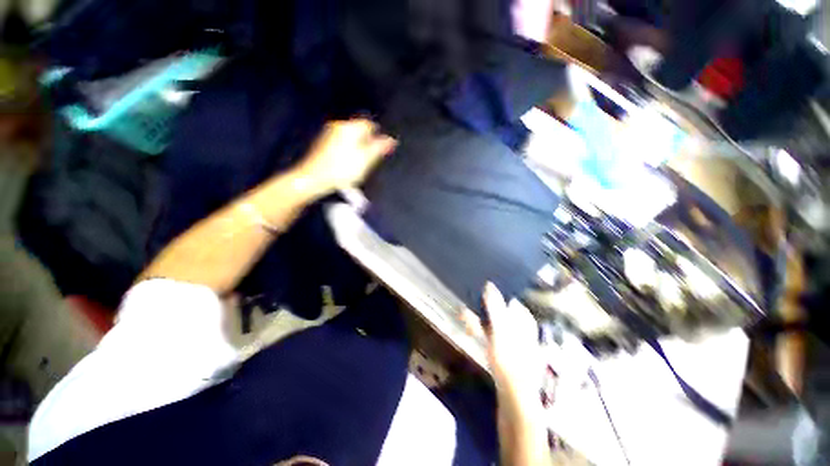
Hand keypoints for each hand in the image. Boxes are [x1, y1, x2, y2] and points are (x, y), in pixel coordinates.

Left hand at [295, 119, 396, 195]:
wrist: (314, 178)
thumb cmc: (342, 169)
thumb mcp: (366, 159)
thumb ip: (379, 147)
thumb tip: (392, 140)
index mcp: (350, 128)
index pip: (370, 125)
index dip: (378, 138)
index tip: (379, 152)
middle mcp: (339, 126)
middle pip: (360, 131)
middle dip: (367, 143)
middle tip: (368, 160)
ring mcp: (329, 134)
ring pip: (351, 138)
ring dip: (358, 148)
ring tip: (357, 165)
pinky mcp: (324, 143)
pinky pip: (342, 143)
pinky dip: (347, 151)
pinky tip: (346, 164)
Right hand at [464, 282, 544, 398]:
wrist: (514, 397)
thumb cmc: (510, 360)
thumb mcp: (501, 330)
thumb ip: (495, 307)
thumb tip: (489, 285)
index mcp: (524, 321)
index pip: (509, 298)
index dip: (495, 291)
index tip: (480, 285)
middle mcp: (519, 327)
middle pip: (500, 309)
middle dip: (483, 303)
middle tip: (468, 296)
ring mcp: (511, 339)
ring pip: (493, 320)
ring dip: (478, 315)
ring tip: (462, 309)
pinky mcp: (502, 349)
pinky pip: (489, 333)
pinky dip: (478, 327)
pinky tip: (467, 324)